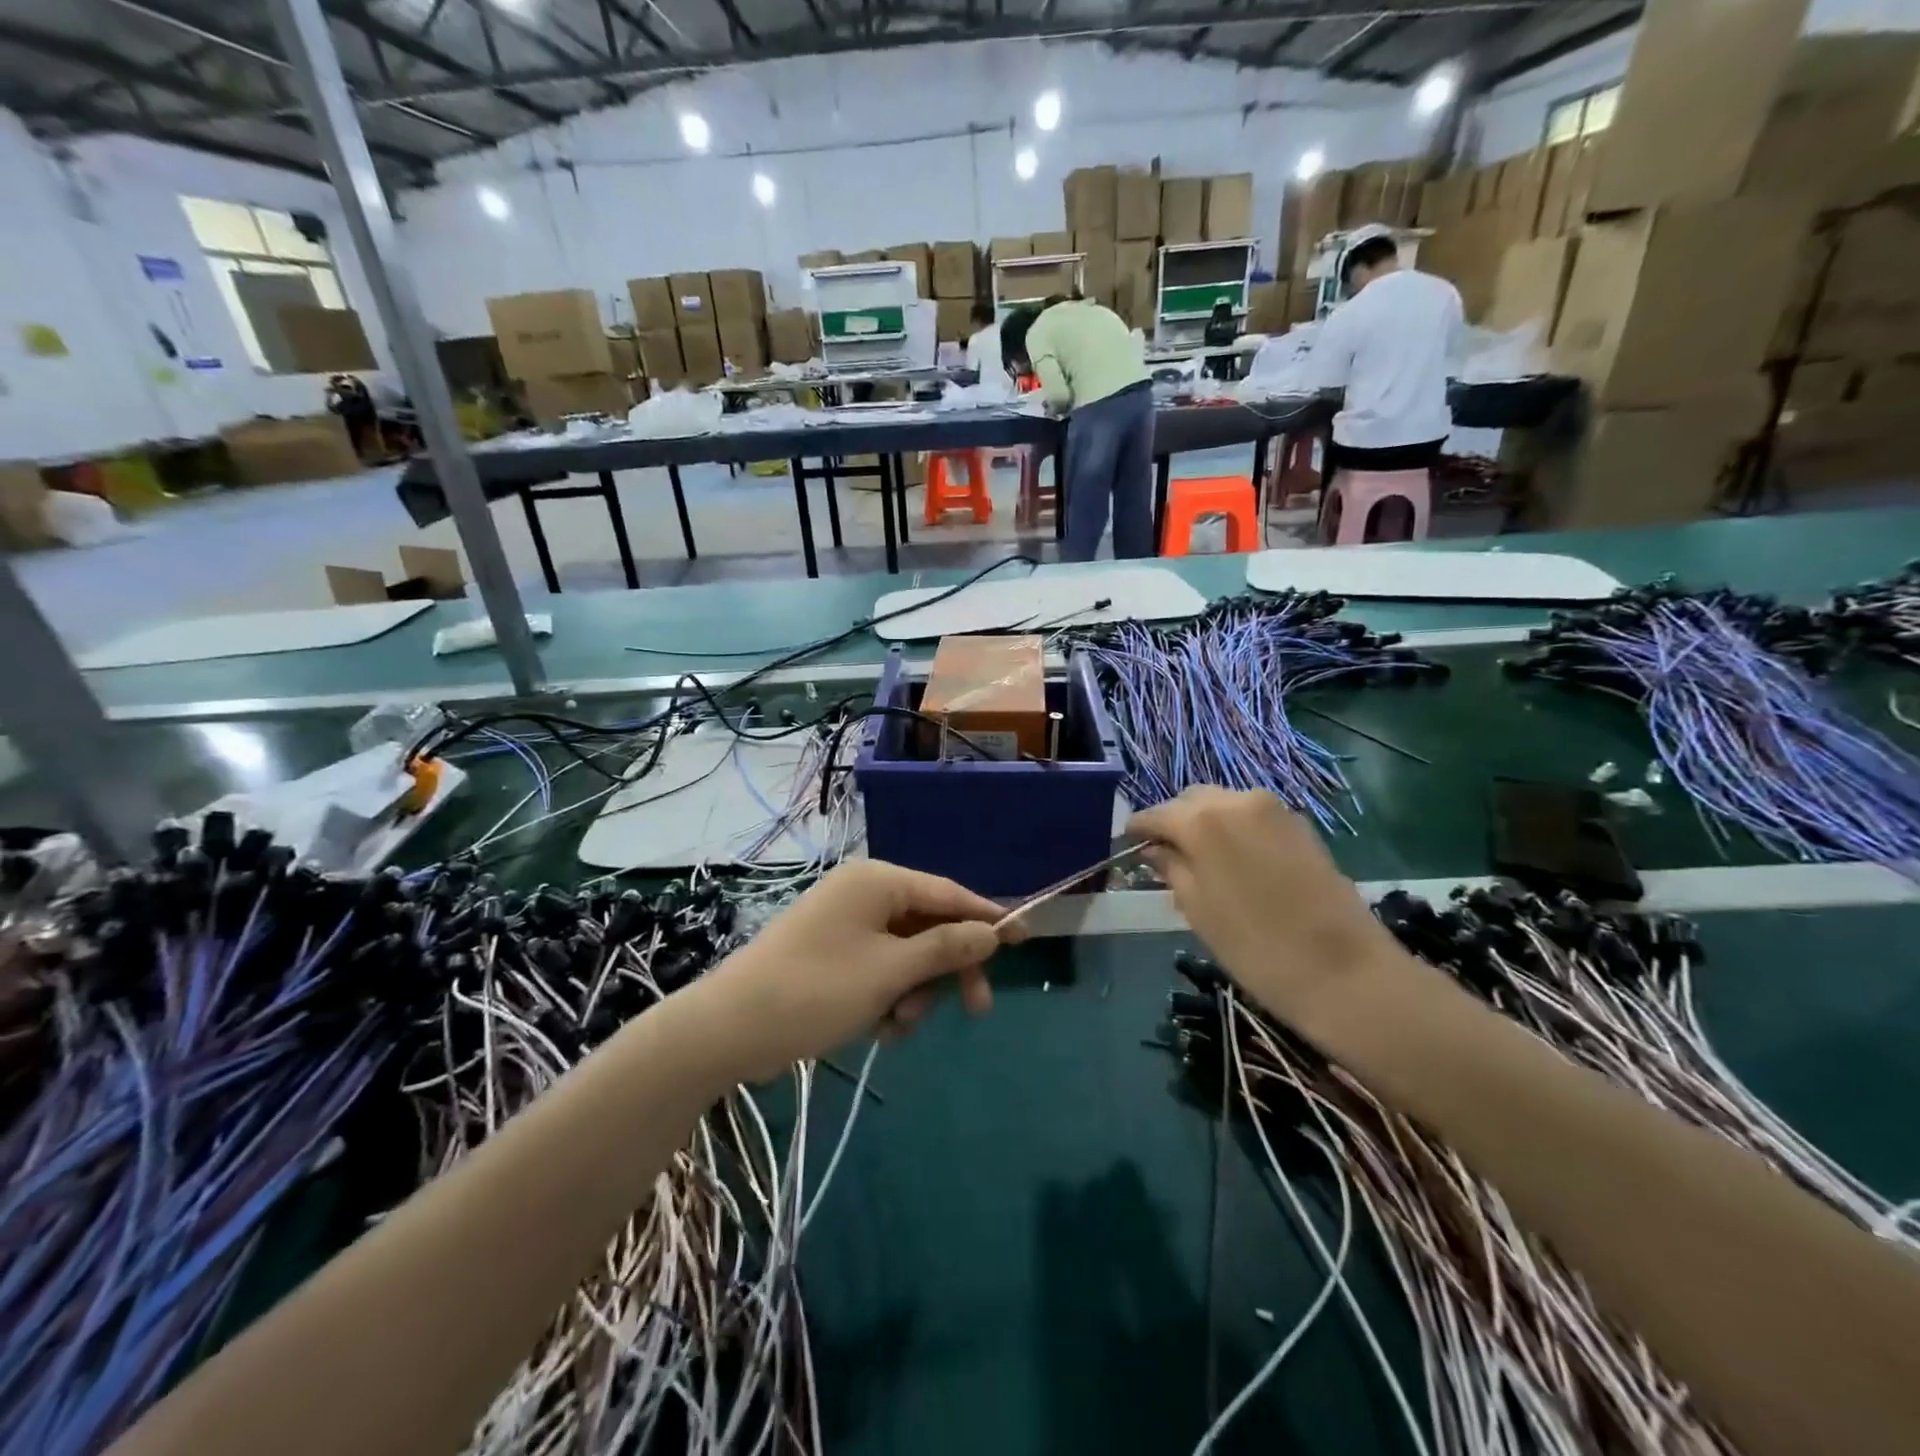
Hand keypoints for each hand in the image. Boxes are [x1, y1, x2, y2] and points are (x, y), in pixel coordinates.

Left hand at [698, 861, 1014, 1079]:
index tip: (1025, 940)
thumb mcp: (890, 972)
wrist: (730, 1028)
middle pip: (930, 926)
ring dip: (915, 991)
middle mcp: (864, 894)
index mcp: (878, 882)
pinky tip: (879, 1029)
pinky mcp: (834, 955)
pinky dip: (889, 997)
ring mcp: (846, 925)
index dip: (989, 918)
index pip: (949, 893)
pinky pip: (881, 969)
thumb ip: (946, 948)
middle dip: (948, 969)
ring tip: (898, 1025)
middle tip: (976, 1010)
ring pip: (908, 955)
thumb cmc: (816, 990)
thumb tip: (992, 932)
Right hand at [1130, 787, 1415, 1037]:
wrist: (1346, 972)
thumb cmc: (1256, 947)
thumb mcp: (1197, 910)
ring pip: (1223, 804)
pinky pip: (1252, 815)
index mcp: (1202, 820)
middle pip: (1191, 800)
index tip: (1129, 848)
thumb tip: (1154, 850)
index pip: (1155, 814)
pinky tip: (1235, 862)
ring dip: (1205, 823)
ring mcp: (1274, 809)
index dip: (1138, 831)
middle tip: (1165, 857)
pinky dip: (1234, 829)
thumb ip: (1171, 869)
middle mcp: (1236, 800)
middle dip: (1174, 822)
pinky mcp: (1300, 825)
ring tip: (1200, 861)